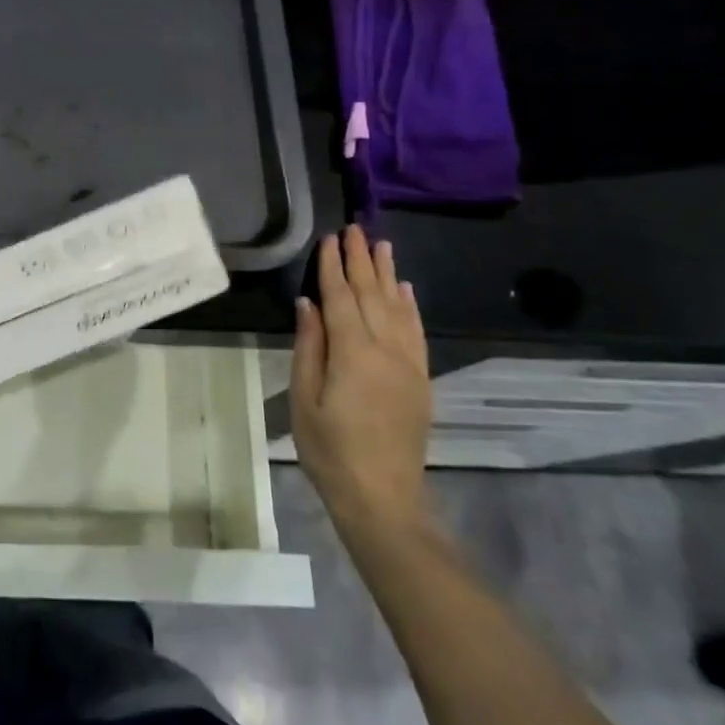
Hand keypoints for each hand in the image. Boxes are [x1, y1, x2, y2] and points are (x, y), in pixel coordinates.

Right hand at [291, 226, 433, 545]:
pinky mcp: (420, 379)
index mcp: (353, 353)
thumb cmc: (329, 449)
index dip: (333, 267)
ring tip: (382, 245)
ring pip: (398, 308)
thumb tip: (309, 304)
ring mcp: (408, 364)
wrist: (382, 496)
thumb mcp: (304, 399)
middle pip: (373, 295)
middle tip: (355, 228)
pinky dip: (410, 305)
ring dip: (388, 274)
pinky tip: (405, 289)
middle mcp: (386, 350)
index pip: (342, 298)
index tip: (330, 238)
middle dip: (362, 260)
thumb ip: (309, 347)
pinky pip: (417, 332)